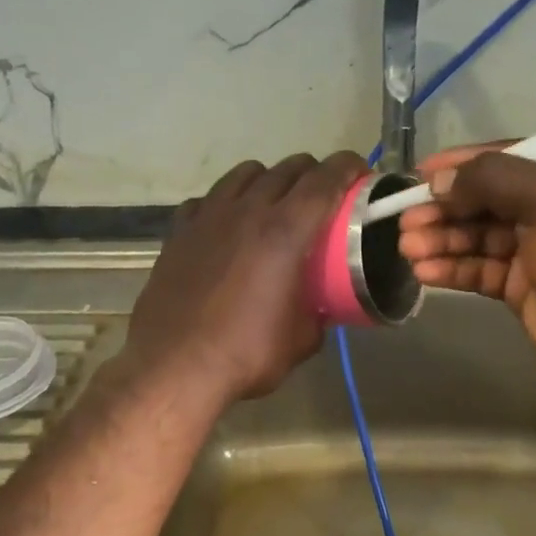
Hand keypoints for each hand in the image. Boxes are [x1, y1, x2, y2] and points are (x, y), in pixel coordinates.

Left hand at [124, 151, 367, 404]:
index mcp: (285, 232)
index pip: (325, 180)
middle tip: (323, 196)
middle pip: (288, 168)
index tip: (360, 174)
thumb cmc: (246, 354)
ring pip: (245, 173)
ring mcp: (208, 217)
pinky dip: (225, 202)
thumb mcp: (301, 339)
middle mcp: (247, 211)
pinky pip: (208, 199)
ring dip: (269, 180)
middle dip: (314, 173)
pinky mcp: (179, 231)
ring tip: (275, 203)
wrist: (175, 367)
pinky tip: (227, 225)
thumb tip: (320, 307)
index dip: (348, 168)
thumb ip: (318, 312)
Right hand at [396, 144, 535, 386]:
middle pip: (484, 200)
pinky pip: (478, 269)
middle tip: (405, 221)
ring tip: (407, 248)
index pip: (505, 157)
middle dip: (443, 209)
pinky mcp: (519, 285)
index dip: (460, 164)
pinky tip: (424, 272)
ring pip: (476, 237)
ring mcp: (534, 248)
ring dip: (441, 240)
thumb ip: (491, 179)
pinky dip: (451, 268)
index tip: (419, 174)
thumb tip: (440, 181)